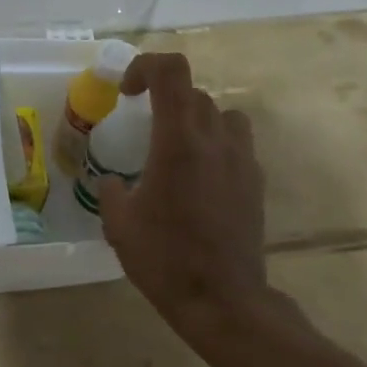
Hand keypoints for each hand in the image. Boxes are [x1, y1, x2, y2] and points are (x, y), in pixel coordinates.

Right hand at [97, 53, 267, 334]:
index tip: (126, 92)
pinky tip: (198, 179)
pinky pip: (236, 144)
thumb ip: (111, 191)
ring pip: (222, 114)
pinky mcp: (255, 182)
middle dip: (164, 98)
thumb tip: (112, 181)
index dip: (145, 66)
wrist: (222, 300)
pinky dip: (215, 145)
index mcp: (178, 141)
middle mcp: (215, 139)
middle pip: (193, 92)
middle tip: (142, 126)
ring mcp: (242, 159)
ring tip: (176, 147)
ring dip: (196, 118)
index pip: (171, 71)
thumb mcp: (119, 224)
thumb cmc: (164, 259)